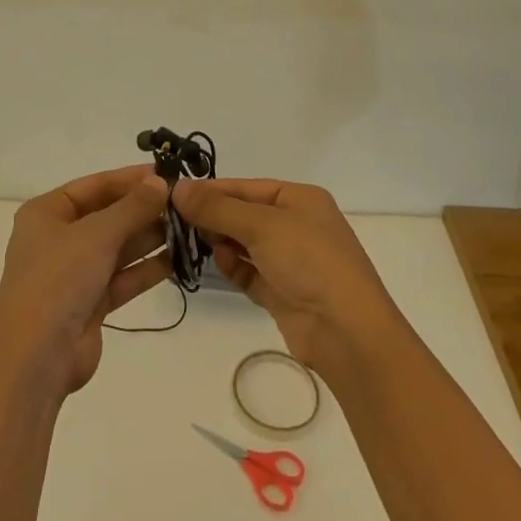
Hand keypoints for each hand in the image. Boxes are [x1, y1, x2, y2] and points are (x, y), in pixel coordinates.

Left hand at [0, 166, 173, 400]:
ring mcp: (72, 273)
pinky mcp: (88, 304)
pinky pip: (121, 277)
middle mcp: (57, 238)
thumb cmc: (58, 280)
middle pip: (106, 216)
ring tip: (188, 228)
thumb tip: (160, 181)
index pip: (94, 185)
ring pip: (116, 247)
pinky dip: (145, 269)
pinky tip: (177, 260)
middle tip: (184, 204)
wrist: (35, 359)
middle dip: (143, 210)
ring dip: (148, 238)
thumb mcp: (97, 234)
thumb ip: (132, 207)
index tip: (166, 174)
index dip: (129, 179)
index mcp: (46, 213)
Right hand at [172, 178, 407, 378]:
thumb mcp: (261, 225)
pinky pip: (249, 272)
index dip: (210, 190)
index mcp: (299, 199)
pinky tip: (219, 263)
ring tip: (191, 241)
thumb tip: (178, 187)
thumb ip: (217, 207)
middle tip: (175, 221)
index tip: (173, 194)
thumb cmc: (309, 261)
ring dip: (220, 241)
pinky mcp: (282, 292)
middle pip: (243, 214)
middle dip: (213, 217)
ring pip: (244, 243)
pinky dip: (233, 267)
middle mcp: (296, 225)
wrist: (347, 333)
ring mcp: (290, 260)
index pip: (245, 187)